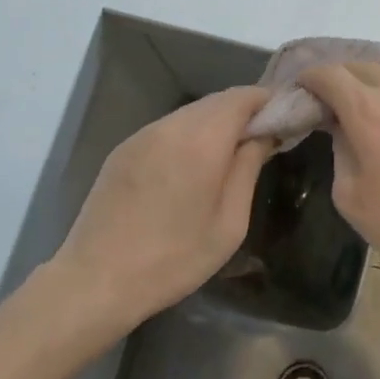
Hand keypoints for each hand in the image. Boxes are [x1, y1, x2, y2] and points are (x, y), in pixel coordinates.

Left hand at [51, 87, 272, 338]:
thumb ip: (249, 168)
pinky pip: (168, 128)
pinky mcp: (124, 148)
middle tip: (262, 139)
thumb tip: (264, 134)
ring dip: (215, 124)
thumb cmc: (173, 259)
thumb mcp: (229, 223)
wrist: (94, 281)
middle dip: (243, 112)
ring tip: (229, 155)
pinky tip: (191, 167)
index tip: (285, 120)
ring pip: (191, 113)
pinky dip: (189, 135)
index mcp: (202, 139)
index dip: (268, 102)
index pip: (243, 96)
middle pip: (217, 101)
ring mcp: (143, 134)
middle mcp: (171, 125)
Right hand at [298, 62, 379, 289]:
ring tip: (373, 104)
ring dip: (377, 81)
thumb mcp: (351, 196)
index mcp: (368, 110)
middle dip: (342, 77)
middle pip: (363, 66)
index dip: (311, 77)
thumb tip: (341, 128)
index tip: (303, 89)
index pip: (330, 74)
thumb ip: (339, 151)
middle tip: (333, 99)